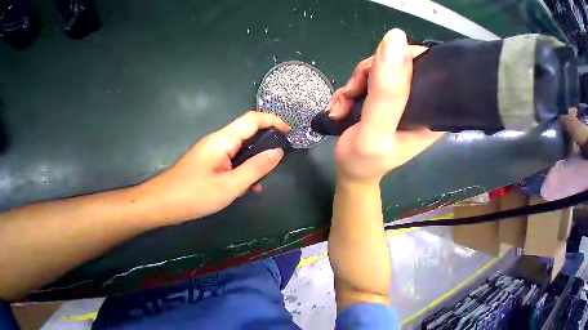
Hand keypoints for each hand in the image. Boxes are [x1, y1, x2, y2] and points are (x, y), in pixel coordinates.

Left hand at [139, 111, 289, 223]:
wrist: (158, 206)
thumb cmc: (192, 196)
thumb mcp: (231, 185)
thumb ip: (256, 168)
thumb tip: (278, 152)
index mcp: (223, 140)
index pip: (252, 119)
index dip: (273, 120)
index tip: (288, 130)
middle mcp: (221, 141)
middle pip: (250, 131)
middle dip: (269, 140)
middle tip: (281, 155)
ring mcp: (218, 151)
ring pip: (246, 147)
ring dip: (259, 158)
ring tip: (266, 175)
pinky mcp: (217, 161)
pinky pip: (239, 159)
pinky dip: (249, 167)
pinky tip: (251, 185)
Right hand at [328, 29, 442, 183]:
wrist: (349, 172)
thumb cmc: (361, 162)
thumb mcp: (373, 134)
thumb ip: (385, 96)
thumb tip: (394, 39)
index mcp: (432, 109)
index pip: (425, 64)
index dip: (394, 63)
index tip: (366, 84)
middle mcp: (418, 102)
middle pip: (395, 65)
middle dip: (363, 79)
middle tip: (347, 99)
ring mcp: (396, 102)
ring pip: (374, 74)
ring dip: (350, 90)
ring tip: (338, 110)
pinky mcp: (378, 104)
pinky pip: (362, 85)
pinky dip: (346, 95)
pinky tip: (338, 110)